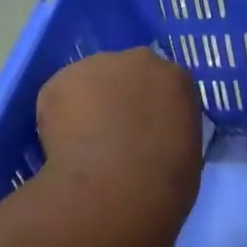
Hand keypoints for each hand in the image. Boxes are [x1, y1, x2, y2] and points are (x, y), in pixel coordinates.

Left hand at [36, 49, 201, 205]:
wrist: (119, 185)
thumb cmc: (165, 180)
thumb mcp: (187, 154)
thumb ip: (171, 133)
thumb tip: (153, 139)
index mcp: (177, 79)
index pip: (164, 86)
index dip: (152, 109)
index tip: (145, 132)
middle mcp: (139, 61)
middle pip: (126, 73)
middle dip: (119, 97)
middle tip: (113, 134)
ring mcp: (97, 65)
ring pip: (90, 82)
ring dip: (88, 104)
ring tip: (83, 144)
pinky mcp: (60, 80)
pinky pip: (60, 98)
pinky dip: (59, 119)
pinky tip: (64, 148)